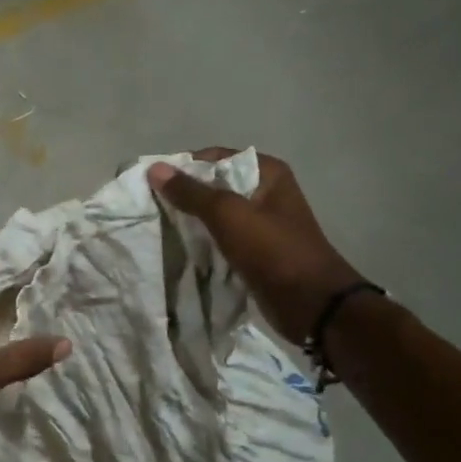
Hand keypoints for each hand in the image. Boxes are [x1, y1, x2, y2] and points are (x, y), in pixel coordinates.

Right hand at [148, 148, 364, 345]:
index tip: (151, 184)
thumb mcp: (228, 215)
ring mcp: (261, 225)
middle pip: (214, 187)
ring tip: (158, 229)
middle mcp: (265, 193)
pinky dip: (202, 244)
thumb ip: (191, 192)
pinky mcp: (254, 252)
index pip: (215, 158)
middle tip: (150, 208)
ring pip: (216, 216)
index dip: (183, 168)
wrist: (310, 304)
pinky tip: (178, 250)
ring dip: (190, 222)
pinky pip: (221, 240)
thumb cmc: (273, 251)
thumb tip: (155, 169)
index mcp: (267, 173)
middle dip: (184, 197)